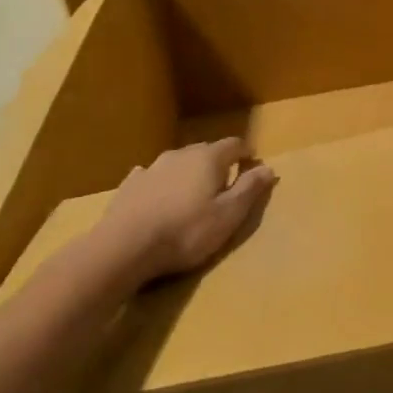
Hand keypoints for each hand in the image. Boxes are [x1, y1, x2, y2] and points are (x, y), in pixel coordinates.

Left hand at [92, 138, 276, 288]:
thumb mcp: (228, 215)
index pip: (234, 145)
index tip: (252, 163)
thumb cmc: (185, 232)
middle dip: (218, 161)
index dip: (246, 153)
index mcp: (209, 159)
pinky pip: (151, 175)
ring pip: (178, 161)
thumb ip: (249, 189)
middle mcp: (181, 154)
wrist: (124, 247)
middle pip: (206, 150)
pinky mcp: (130, 185)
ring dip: (188, 170)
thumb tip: (268, 168)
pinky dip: (161, 181)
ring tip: (192, 189)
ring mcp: (152, 167)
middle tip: (225, 179)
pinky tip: (158, 193)